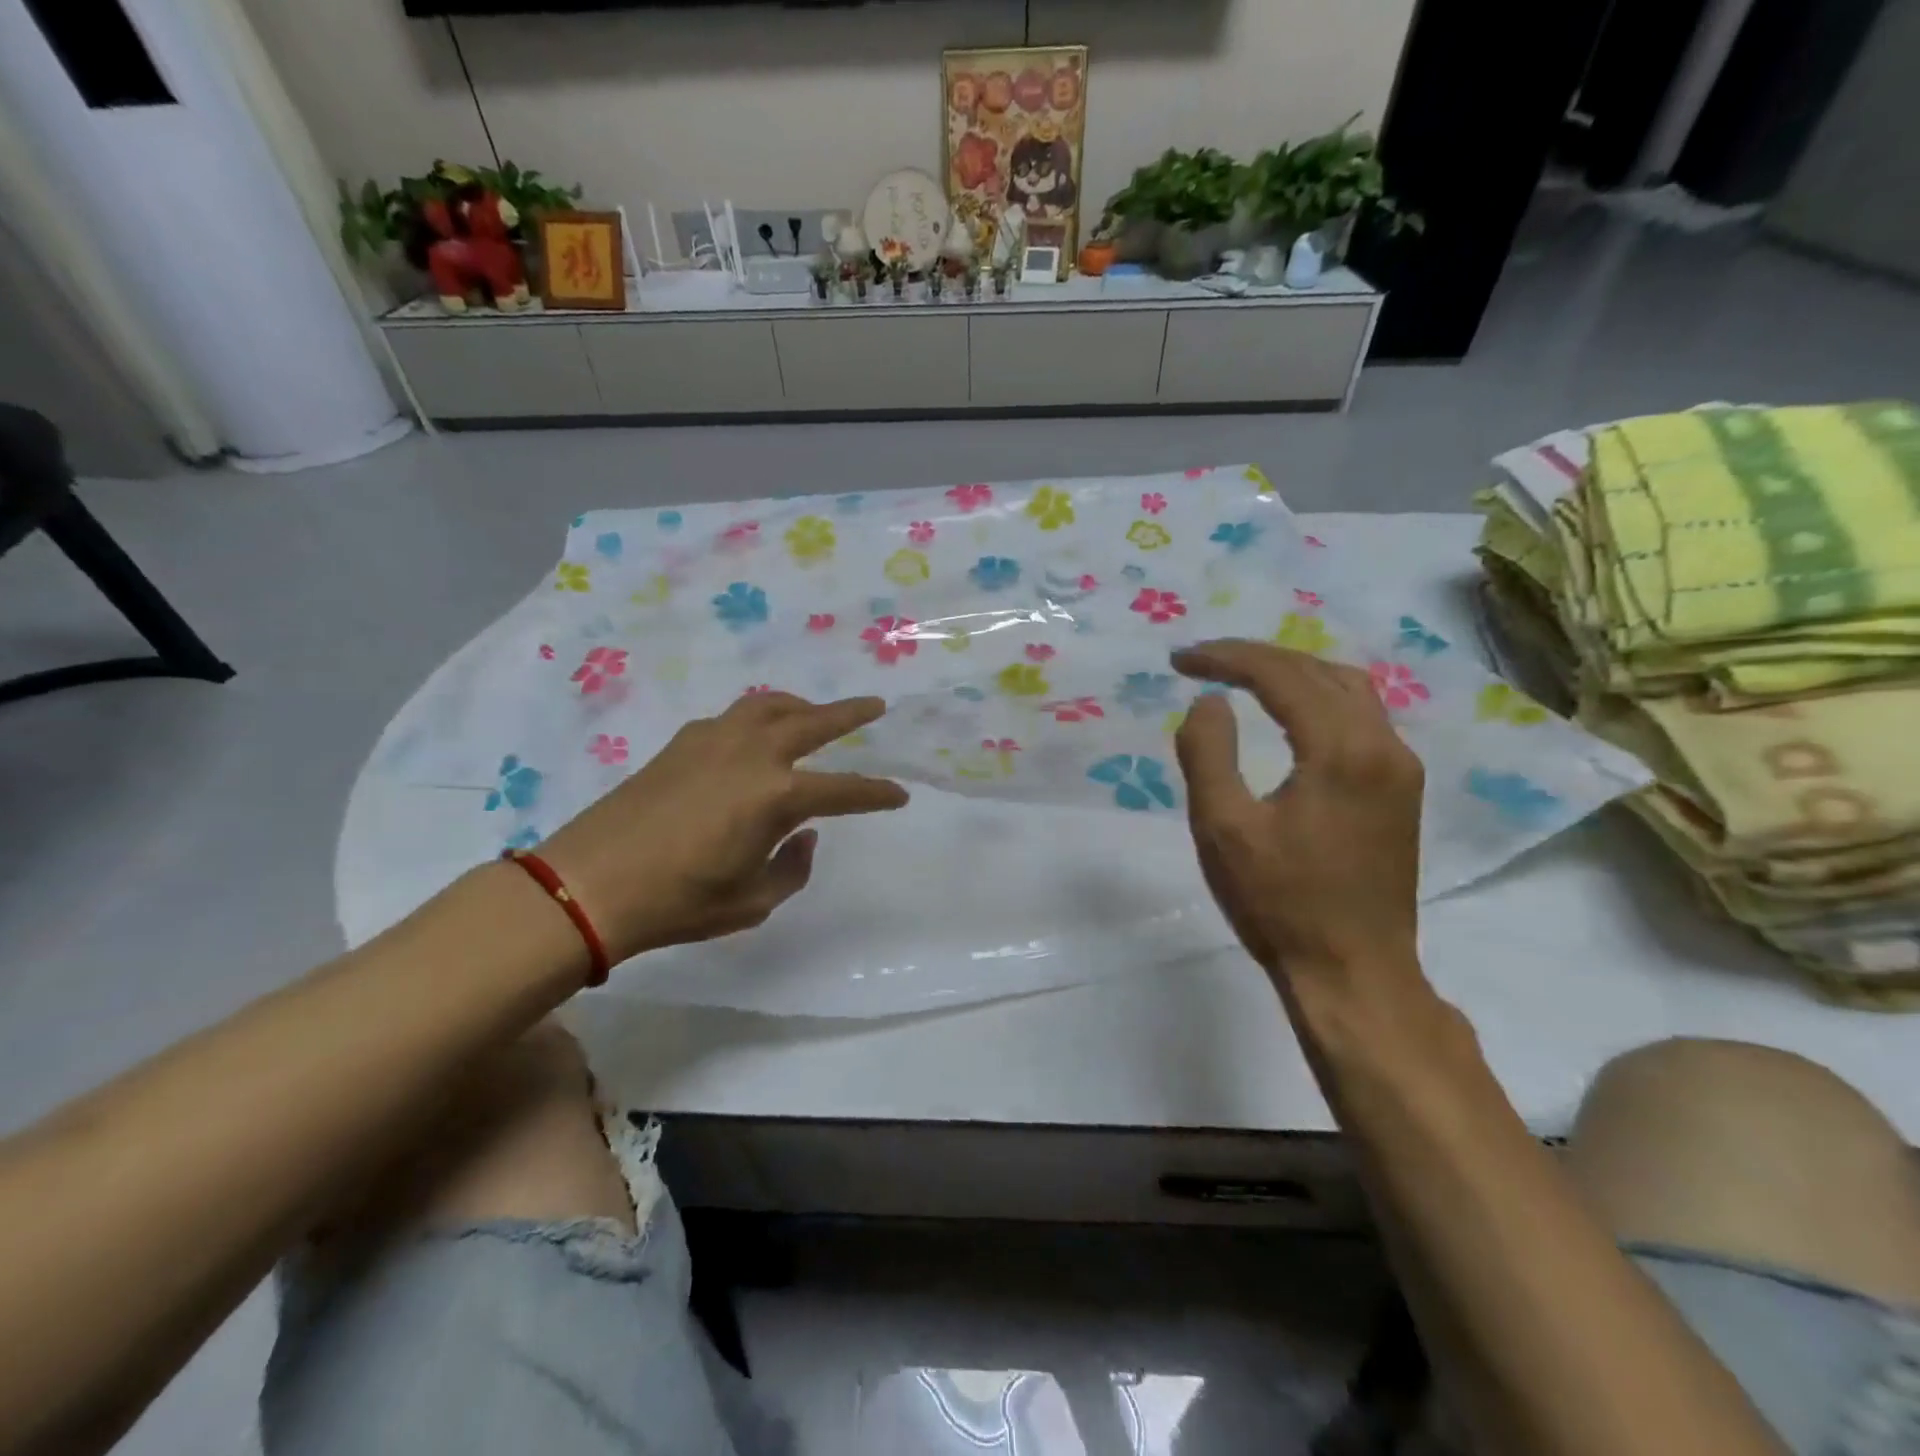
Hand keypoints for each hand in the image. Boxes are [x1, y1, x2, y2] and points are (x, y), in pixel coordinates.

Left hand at [537, 692, 907, 963]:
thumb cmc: (679, 901)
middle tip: (875, 705)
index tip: (900, 795)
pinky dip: (757, 717)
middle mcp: (752, 754)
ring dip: (801, 706)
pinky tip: (755, 734)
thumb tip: (803, 833)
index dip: (877, 794)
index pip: (844, 790)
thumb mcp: (753, 901)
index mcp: (777, 795)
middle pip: (813, 722)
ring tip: (815, 712)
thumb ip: (793, 865)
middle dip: (849, 713)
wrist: (588, 885)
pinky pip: (733, 717)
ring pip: (769, 706)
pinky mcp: (682, 742)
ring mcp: (714, 741)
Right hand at [1171, 641, 1423, 985]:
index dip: (1226, 658)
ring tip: (1242, 676)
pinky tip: (1293, 712)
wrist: (1353, 972)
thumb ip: (1208, 753)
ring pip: (1349, 689)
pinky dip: (1319, 698)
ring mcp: (1401, 768)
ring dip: (1292, 672)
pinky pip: (1362, 717)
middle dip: (1257, 658)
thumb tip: (1210, 702)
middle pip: (1319, 671)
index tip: (1179, 661)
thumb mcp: (1222, 828)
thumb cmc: (1279, 903)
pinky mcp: (1402, 790)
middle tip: (1203, 661)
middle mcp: (1384, 745)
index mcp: (1342, 750)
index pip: (1281, 675)